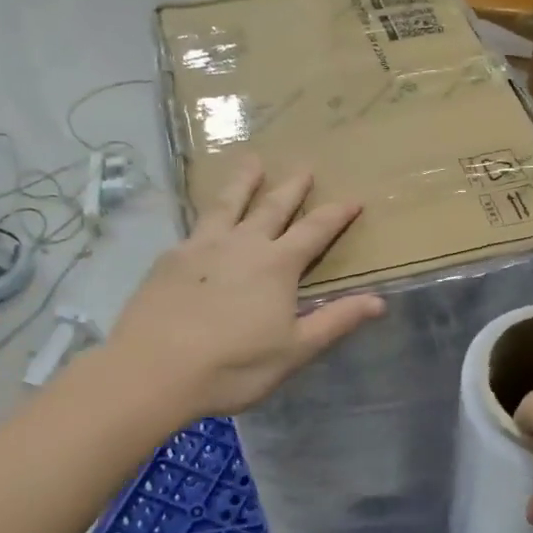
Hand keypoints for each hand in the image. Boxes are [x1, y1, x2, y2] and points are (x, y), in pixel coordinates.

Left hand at [106, 162, 383, 422]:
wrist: (154, 371)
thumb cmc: (233, 366)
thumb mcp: (294, 351)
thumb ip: (336, 321)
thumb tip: (379, 301)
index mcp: (278, 266)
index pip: (315, 231)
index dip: (336, 214)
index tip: (352, 198)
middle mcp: (243, 245)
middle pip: (272, 207)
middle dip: (292, 187)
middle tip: (304, 167)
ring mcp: (202, 247)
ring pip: (228, 204)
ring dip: (244, 182)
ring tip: (252, 161)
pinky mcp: (170, 258)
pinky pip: (197, 225)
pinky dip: (209, 213)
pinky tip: (205, 217)